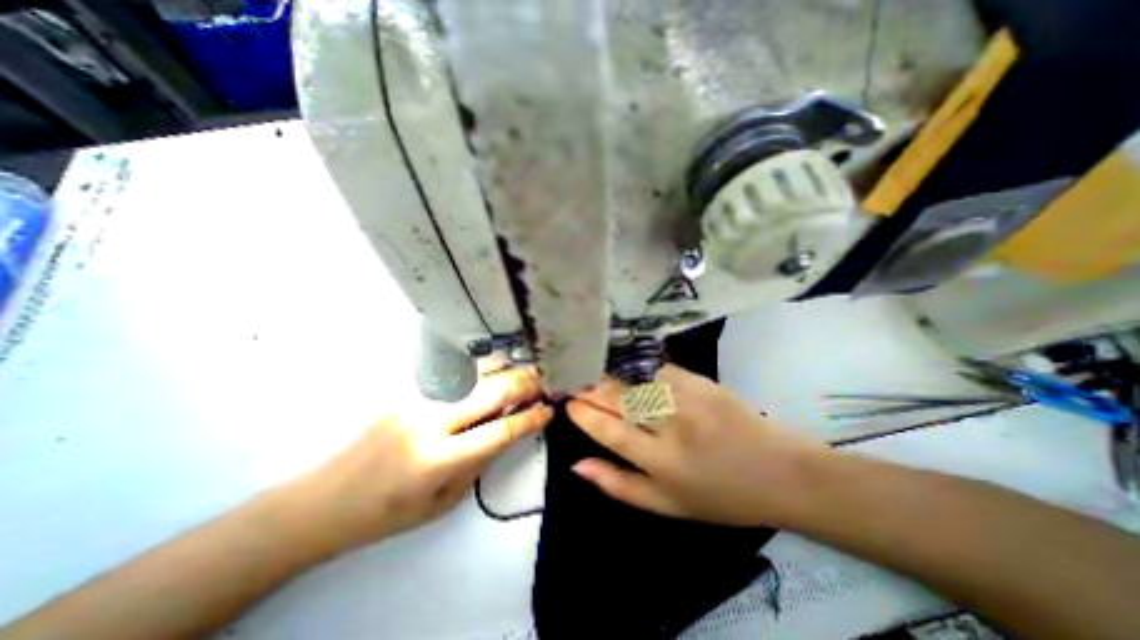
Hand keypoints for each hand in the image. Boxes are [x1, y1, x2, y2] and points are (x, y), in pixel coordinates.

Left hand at [281, 368, 555, 555]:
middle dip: (524, 383)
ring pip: (474, 372)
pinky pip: (453, 371)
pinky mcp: (405, 388)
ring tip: (526, 369)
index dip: (530, 418)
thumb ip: (480, 460)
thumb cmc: (388, 511)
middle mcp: (428, 420)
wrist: (325, 499)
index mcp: (437, 459)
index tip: (550, 410)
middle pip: (491, 392)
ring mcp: (414, 398)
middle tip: (545, 380)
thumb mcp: (444, 500)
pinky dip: (481, 367)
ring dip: (505, 368)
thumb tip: (509, 426)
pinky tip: (495, 367)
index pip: (499, 431)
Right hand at [567, 365, 828, 528]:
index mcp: (662, 462)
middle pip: (620, 399)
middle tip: (574, 380)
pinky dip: (636, 365)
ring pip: (636, 378)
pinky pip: (659, 368)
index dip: (585, 415)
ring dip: (609, 373)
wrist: (780, 473)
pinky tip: (623, 363)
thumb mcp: (667, 506)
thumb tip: (576, 465)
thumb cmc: (720, 496)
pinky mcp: (702, 380)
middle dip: (591, 387)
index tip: (568, 403)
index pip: (610, 431)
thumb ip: (618, 485)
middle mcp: (672, 425)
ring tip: (590, 369)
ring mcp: (689, 398)